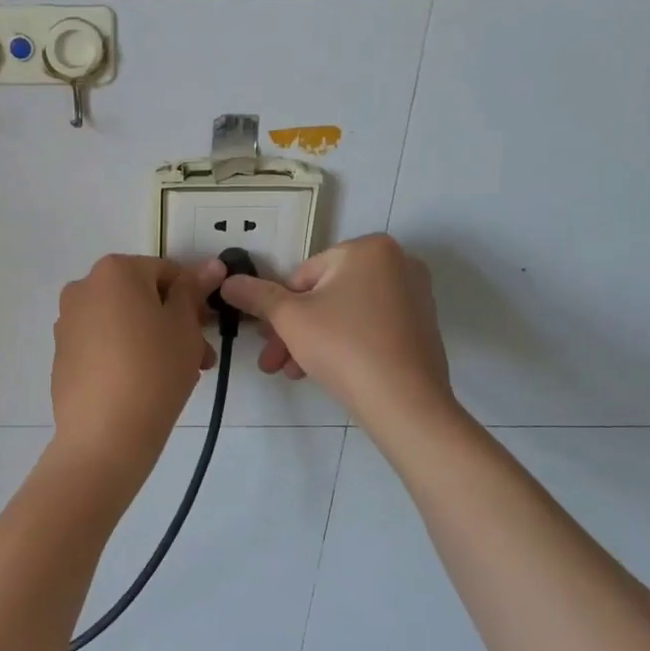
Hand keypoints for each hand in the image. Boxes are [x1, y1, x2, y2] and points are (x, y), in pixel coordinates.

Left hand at [51, 255, 224, 476]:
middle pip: (141, 297)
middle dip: (172, 322)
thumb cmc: (154, 369)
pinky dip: (124, 355)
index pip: (166, 272)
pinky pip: (102, 344)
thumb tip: (211, 265)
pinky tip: (143, 386)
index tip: (207, 329)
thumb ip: (193, 291)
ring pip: (122, 322)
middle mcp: (83, 288)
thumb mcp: (184, 326)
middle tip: (198, 357)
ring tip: (176, 376)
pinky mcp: (62, 355)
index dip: (193, 298)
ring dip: (152, 340)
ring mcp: (67, 322)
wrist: (105, 434)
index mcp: (114, 271)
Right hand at [219, 234, 455, 426]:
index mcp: (369, 248)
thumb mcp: (289, 319)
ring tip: (294, 373)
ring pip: (345, 314)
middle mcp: (398, 263)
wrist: (405, 402)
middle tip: (273, 361)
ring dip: (313, 341)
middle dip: (294, 329)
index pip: (304, 275)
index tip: (267, 339)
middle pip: (325, 294)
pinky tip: (327, 373)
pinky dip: (346, 345)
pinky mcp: (422, 327)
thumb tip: (228, 281)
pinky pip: (370, 328)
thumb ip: (257, 296)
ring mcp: (415, 295)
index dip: (280, 308)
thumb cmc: (343, 346)